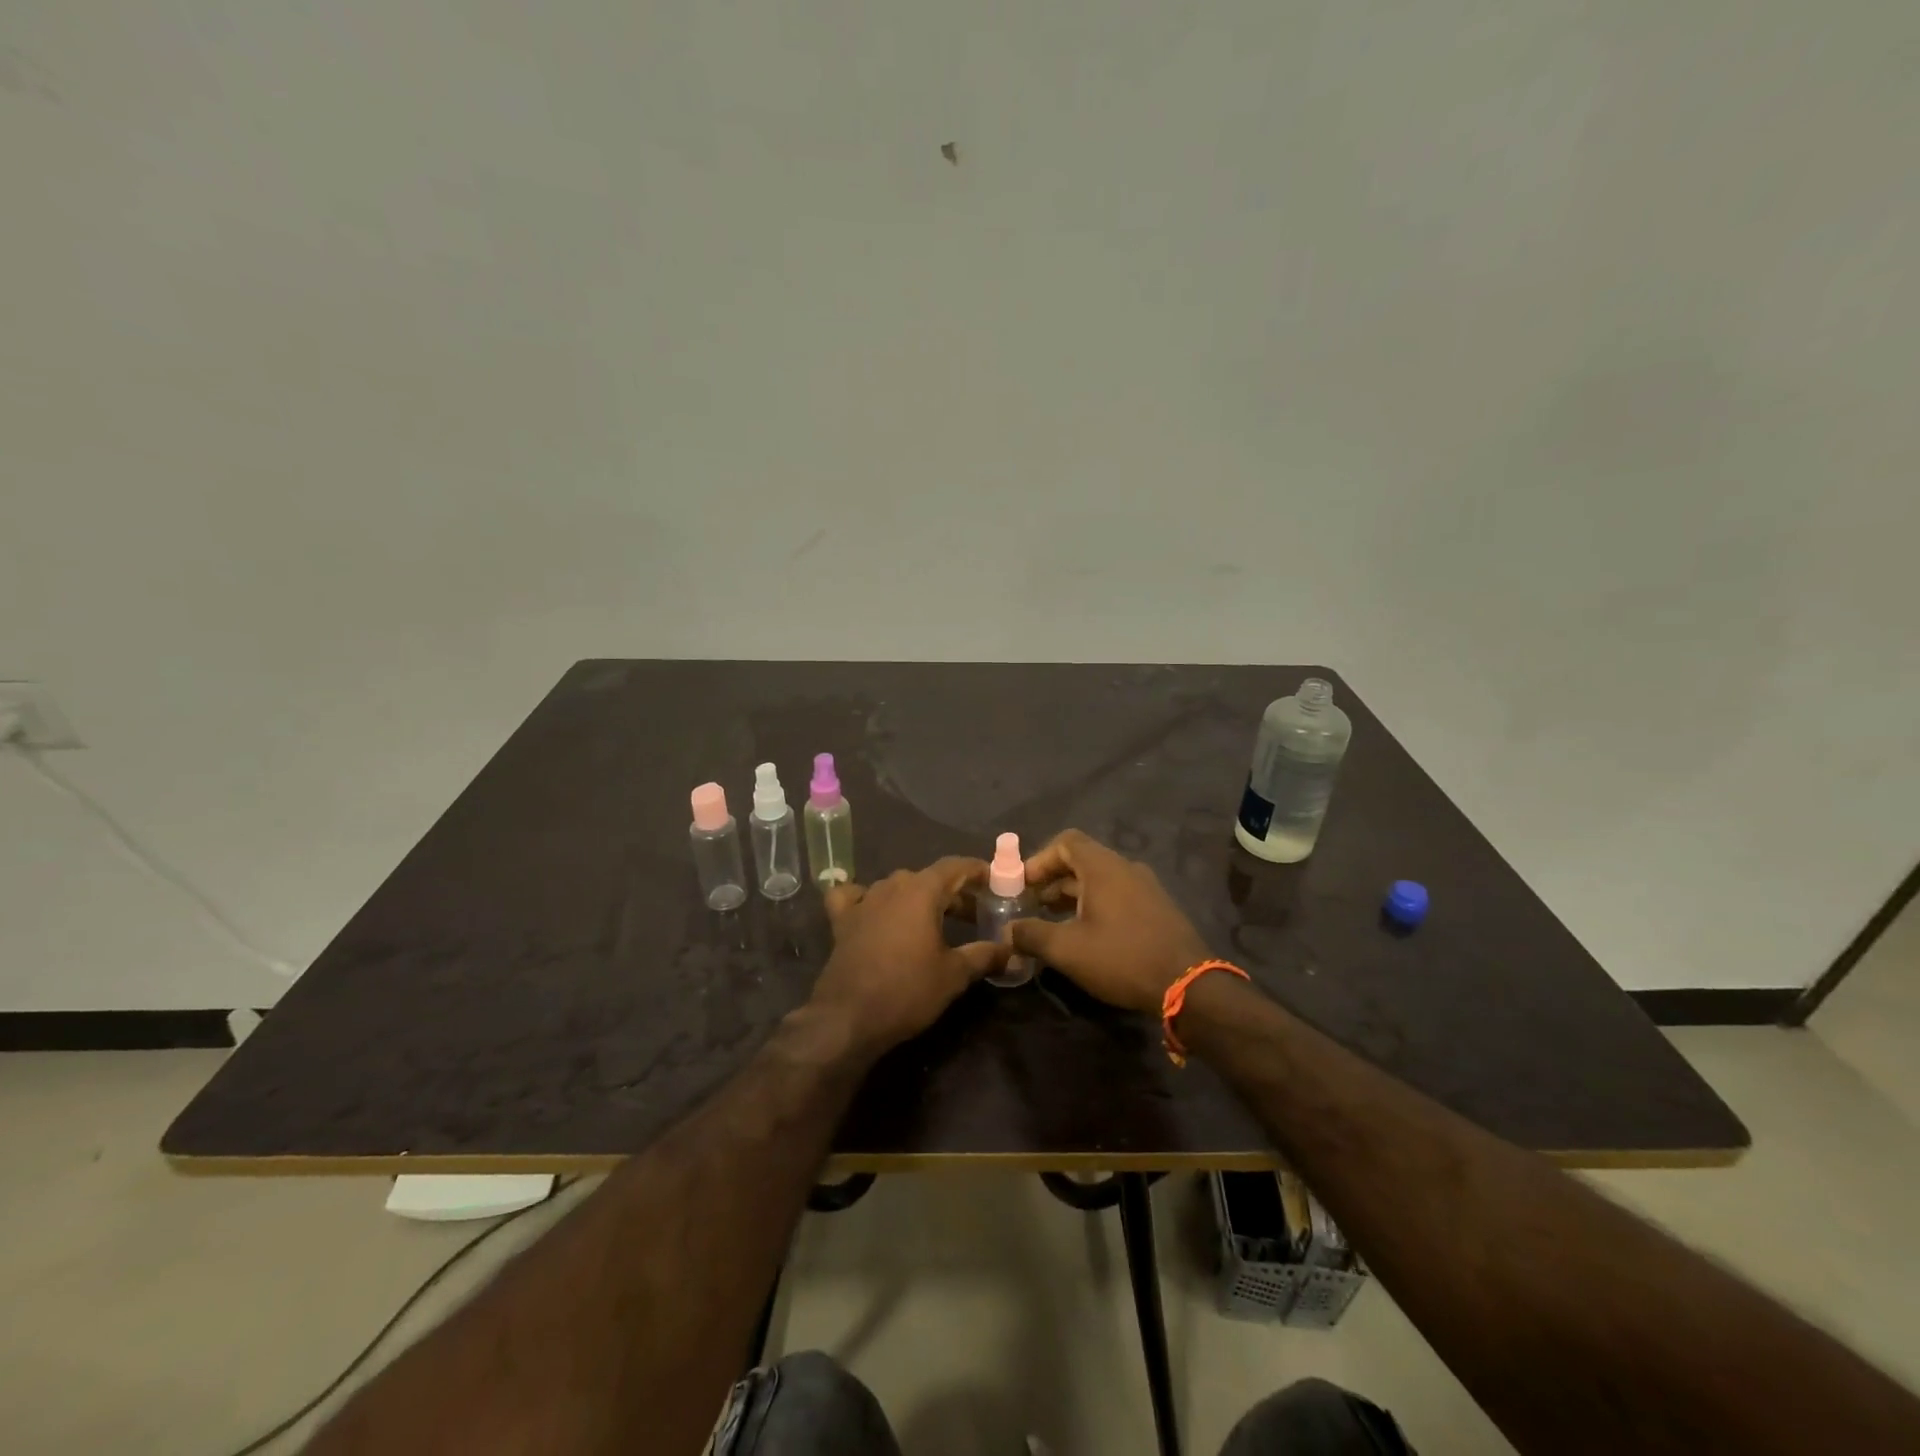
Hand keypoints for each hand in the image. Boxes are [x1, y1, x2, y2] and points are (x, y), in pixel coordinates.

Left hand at [810, 857, 1009, 1051]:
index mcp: (921, 891)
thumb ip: (984, 955)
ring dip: (918, 897)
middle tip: (974, 915)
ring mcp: (863, 901)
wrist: (848, 1018)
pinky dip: (866, 898)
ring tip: (935, 920)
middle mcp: (892, 886)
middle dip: (953, 892)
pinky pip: (854, 896)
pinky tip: (873, 910)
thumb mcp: (954, 975)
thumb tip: (1011, 950)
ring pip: (896, 886)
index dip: (977, 871)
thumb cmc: (908, 990)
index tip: (994, 881)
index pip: (955, 866)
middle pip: (928, 878)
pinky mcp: (842, 921)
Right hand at [1008, 829, 1209, 1014]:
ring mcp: (1146, 887)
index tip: (1022, 885)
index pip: (1065, 842)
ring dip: (1073, 895)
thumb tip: (1009, 931)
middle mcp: (1125, 867)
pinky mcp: (1157, 908)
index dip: (1039, 859)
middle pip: (1081, 859)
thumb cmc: (1122, 957)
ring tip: (1053, 922)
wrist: (1188, 984)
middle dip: (1052, 880)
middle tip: (1032, 905)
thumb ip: (1032, 935)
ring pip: (1100, 879)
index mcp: (1103, 867)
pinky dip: (1095, 904)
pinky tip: (1086, 935)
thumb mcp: (1067, 950)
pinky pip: (1118, 894)